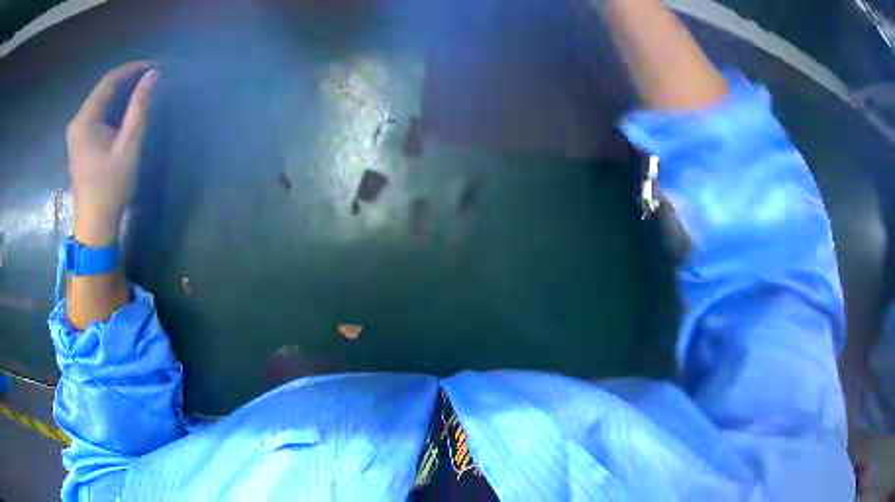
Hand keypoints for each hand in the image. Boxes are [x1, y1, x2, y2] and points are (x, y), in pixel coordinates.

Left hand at [66, 61, 158, 246]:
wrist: (94, 225)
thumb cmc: (110, 187)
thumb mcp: (128, 146)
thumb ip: (139, 108)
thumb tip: (153, 75)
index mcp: (85, 119)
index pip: (110, 80)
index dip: (133, 69)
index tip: (155, 67)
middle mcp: (78, 121)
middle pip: (104, 89)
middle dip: (128, 79)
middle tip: (151, 78)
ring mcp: (77, 133)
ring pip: (101, 101)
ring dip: (121, 92)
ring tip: (143, 90)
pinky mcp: (80, 143)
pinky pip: (97, 114)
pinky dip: (113, 106)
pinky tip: (126, 109)